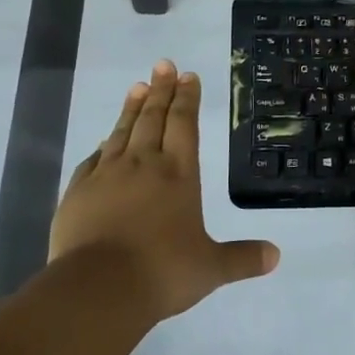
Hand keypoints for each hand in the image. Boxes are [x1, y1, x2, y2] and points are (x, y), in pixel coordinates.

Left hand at [50, 60, 279, 321]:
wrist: (97, 289)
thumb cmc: (161, 272)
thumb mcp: (210, 269)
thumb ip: (242, 259)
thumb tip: (276, 256)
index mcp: (178, 174)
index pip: (184, 124)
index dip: (187, 98)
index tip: (187, 76)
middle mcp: (143, 164)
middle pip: (153, 118)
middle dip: (161, 90)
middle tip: (163, 65)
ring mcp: (107, 175)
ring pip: (122, 132)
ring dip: (132, 108)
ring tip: (137, 86)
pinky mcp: (78, 192)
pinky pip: (93, 159)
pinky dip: (103, 145)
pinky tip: (104, 141)